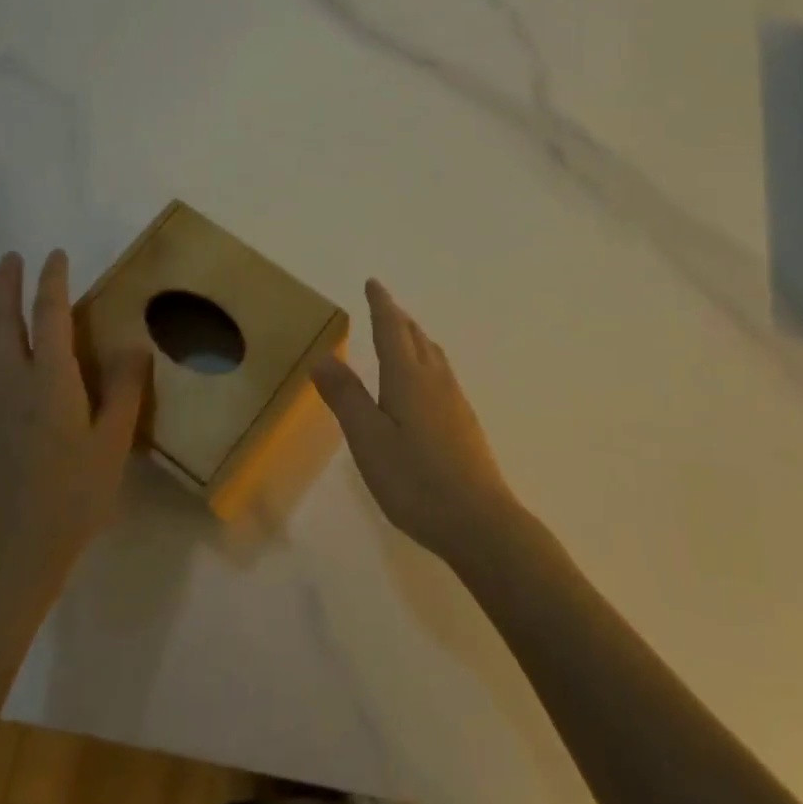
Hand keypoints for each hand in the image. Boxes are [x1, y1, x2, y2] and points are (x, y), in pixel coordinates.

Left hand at [0, 250, 150, 588]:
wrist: (12, 546)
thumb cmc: (73, 494)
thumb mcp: (114, 442)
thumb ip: (125, 389)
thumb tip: (134, 344)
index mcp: (49, 380)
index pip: (48, 316)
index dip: (52, 282)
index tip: (56, 256)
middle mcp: (9, 380)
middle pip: (1, 318)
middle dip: (6, 284)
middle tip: (11, 258)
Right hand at [312, 279, 518, 563]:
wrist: (479, 520)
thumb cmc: (415, 480)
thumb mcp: (368, 440)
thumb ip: (346, 397)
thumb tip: (323, 356)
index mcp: (408, 377)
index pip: (392, 328)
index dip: (381, 304)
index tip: (373, 283)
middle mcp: (435, 380)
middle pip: (416, 337)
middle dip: (398, 317)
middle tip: (383, 305)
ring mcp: (455, 401)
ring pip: (432, 355)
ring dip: (414, 337)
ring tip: (402, 336)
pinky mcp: (464, 422)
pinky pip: (441, 374)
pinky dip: (425, 361)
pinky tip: (423, 384)